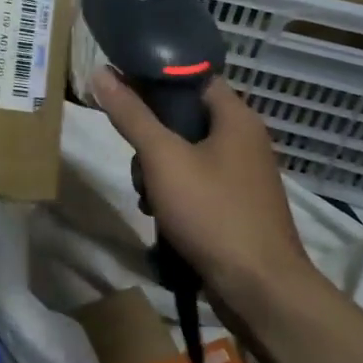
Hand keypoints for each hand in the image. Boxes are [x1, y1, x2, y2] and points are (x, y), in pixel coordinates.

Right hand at [92, 69, 315, 306]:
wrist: (260, 290)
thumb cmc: (212, 212)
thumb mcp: (163, 158)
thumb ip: (131, 114)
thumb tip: (101, 72)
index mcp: (236, 117)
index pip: (192, 77)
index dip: (156, 78)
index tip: (122, 89)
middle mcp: (245, 139)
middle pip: (185, 118)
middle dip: (152, 136)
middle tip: (135, 157)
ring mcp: (243, 175)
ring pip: (187, 153)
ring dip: (158, 170)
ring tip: (145, 195)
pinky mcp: (238, 205)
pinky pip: (198, 183)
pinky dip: (175, 192)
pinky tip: (158, 215)